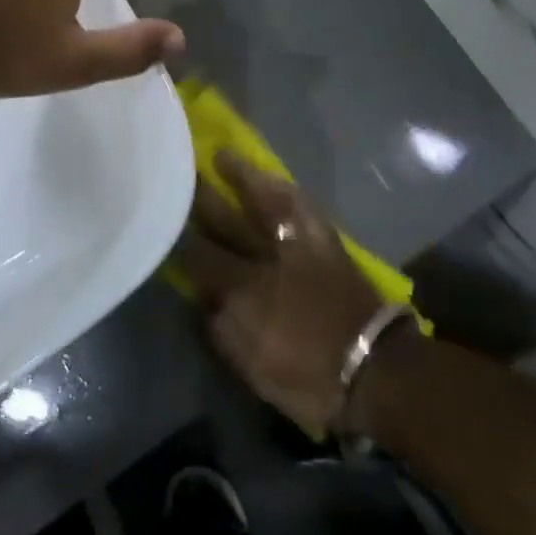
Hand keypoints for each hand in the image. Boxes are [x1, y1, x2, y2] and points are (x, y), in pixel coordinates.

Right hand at [173, 153, 382, 435]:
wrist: (374, 371)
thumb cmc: (307, 378)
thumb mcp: (250, 366)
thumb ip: (220, 327)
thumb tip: (203, 297)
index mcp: (240, 291)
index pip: (196, 255)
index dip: (176, 237)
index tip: (162, 221)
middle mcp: (262, 259)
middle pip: (222, 221)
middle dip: (198, 199)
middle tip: (179, 174)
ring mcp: (295, 246)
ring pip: (260, 203)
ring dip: (239, 179)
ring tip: (220, 156)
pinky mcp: (324, 242)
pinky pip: (301, 207)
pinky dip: (284, 189)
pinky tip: (273, 178)